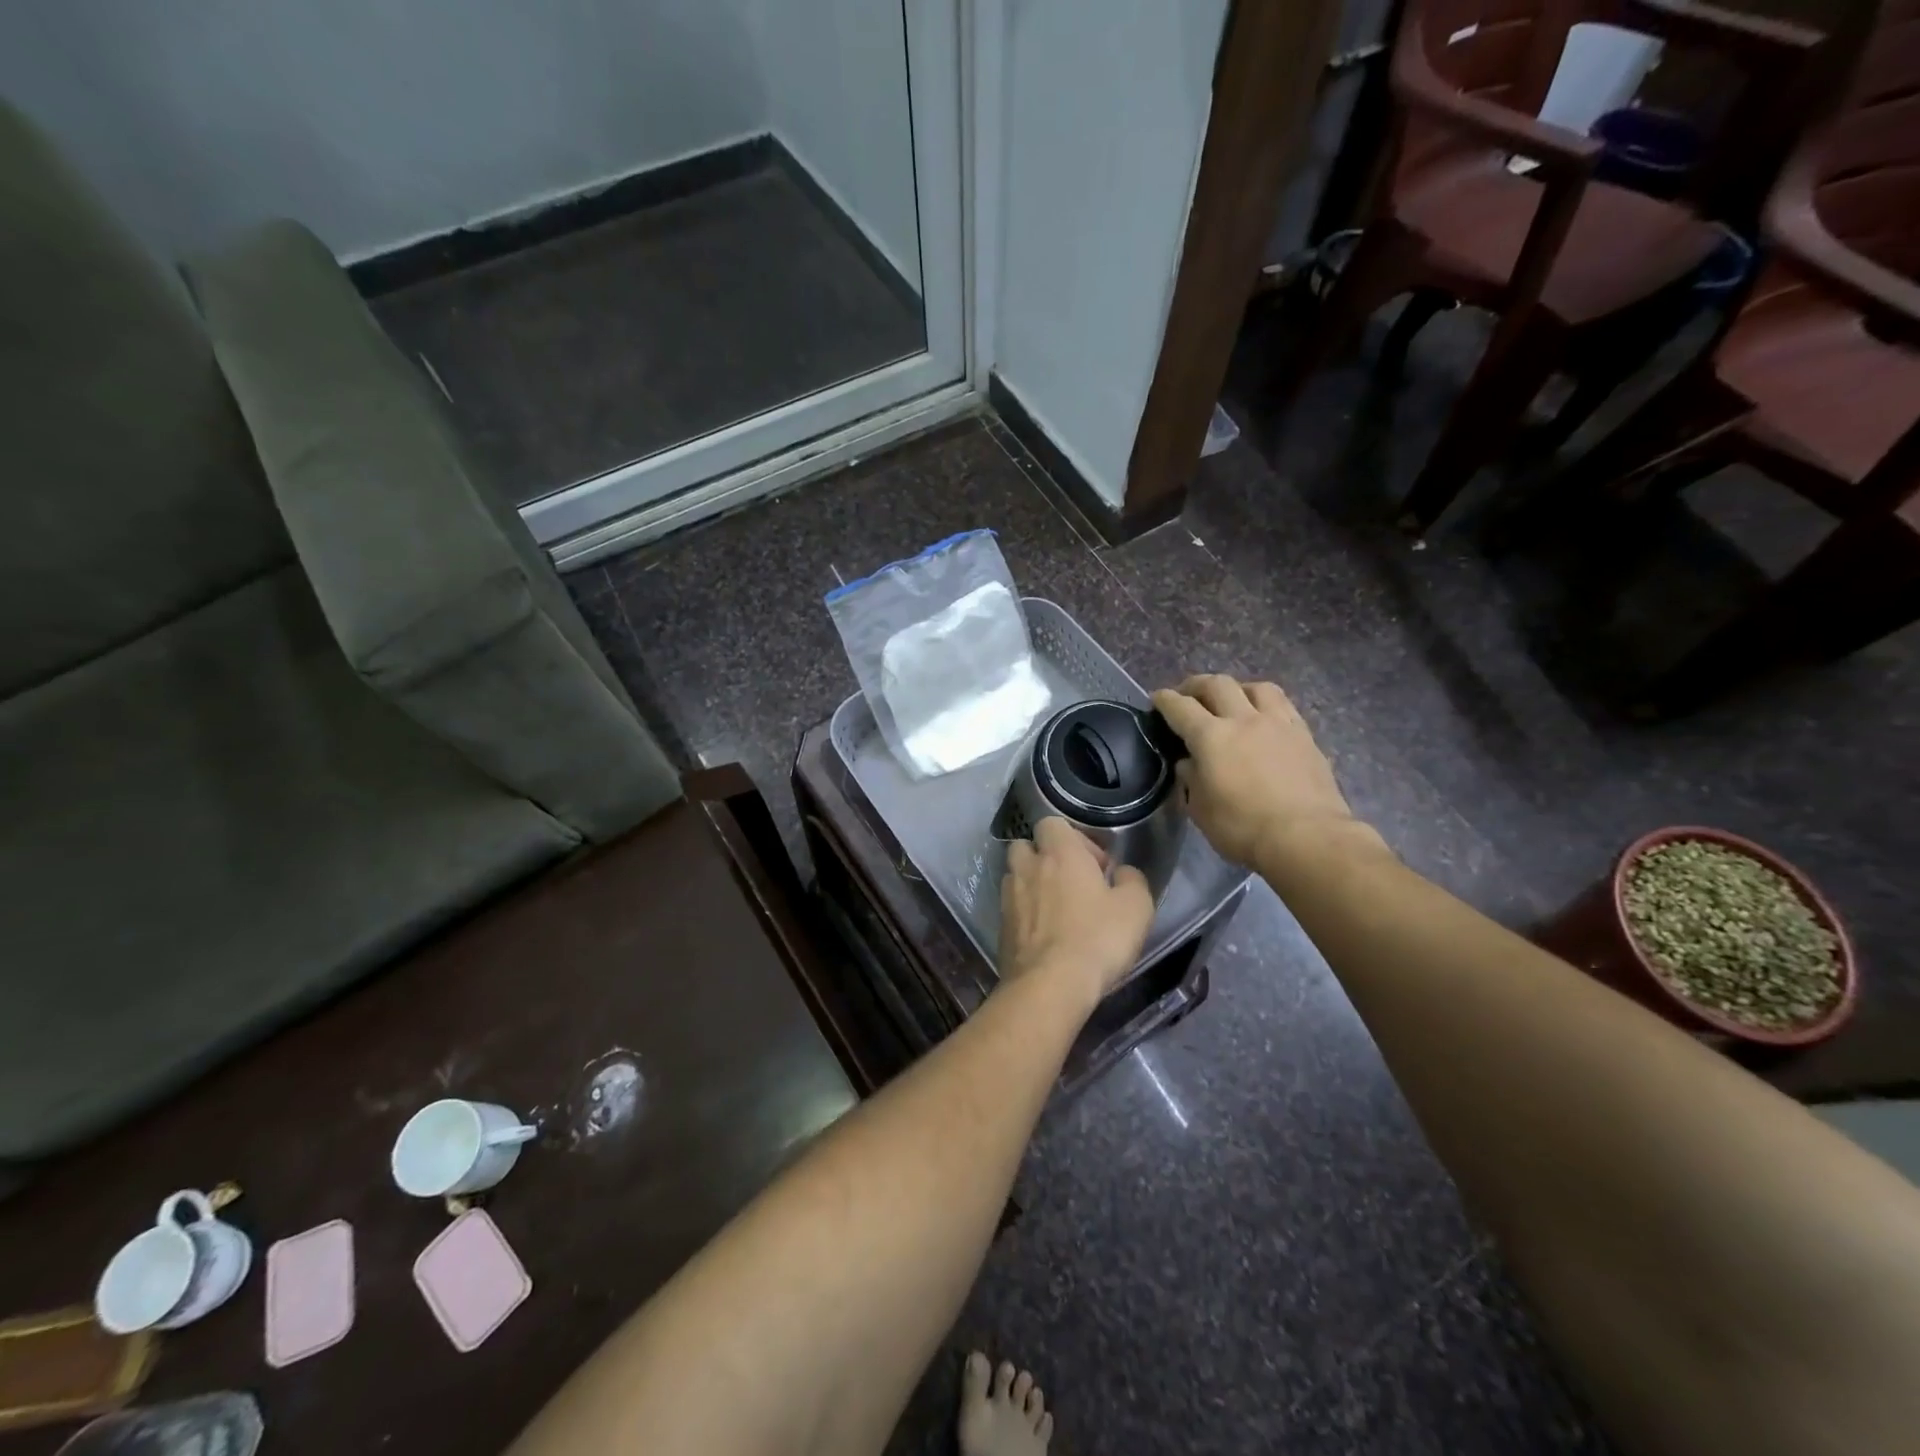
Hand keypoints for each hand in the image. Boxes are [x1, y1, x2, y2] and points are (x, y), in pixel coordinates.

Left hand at [999, 817, 1154, 1004]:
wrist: (1050, 986)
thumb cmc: (1097, 939)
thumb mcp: (1136, 908)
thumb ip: (1132, 880)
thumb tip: (1122, 872)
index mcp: (1059, 853)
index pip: (1051, 822)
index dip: (1075, 838)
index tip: (1096, 866)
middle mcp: (1028, 867)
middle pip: (1026, 845)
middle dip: (1045, 857)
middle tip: (1071, 882)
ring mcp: (1009, 897)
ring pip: (1015, 875)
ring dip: (1032, 883)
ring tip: (1055, 909)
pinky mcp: (1000, 927)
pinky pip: (1011, 907)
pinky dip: (1025, 913)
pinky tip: (1045, 934)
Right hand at [1152, 675, 1381, 870]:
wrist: (1306, 837)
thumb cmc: (1243, 828)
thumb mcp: (1200, 810)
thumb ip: (1191, 779)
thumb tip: (1188, 762)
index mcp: (1211, 737)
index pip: (1180, 707)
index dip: (1164, 700)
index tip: (1157, 699)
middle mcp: (1243, 720)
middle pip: (1217, 684)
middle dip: (1196, 685)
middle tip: (1188, 695)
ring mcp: (1278, 724)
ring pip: (1255, 687)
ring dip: (1237, 689)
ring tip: (1232, 701)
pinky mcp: (1304, 735)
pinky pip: (1283, 705)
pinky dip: (1266, 704)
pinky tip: (1264, 719)